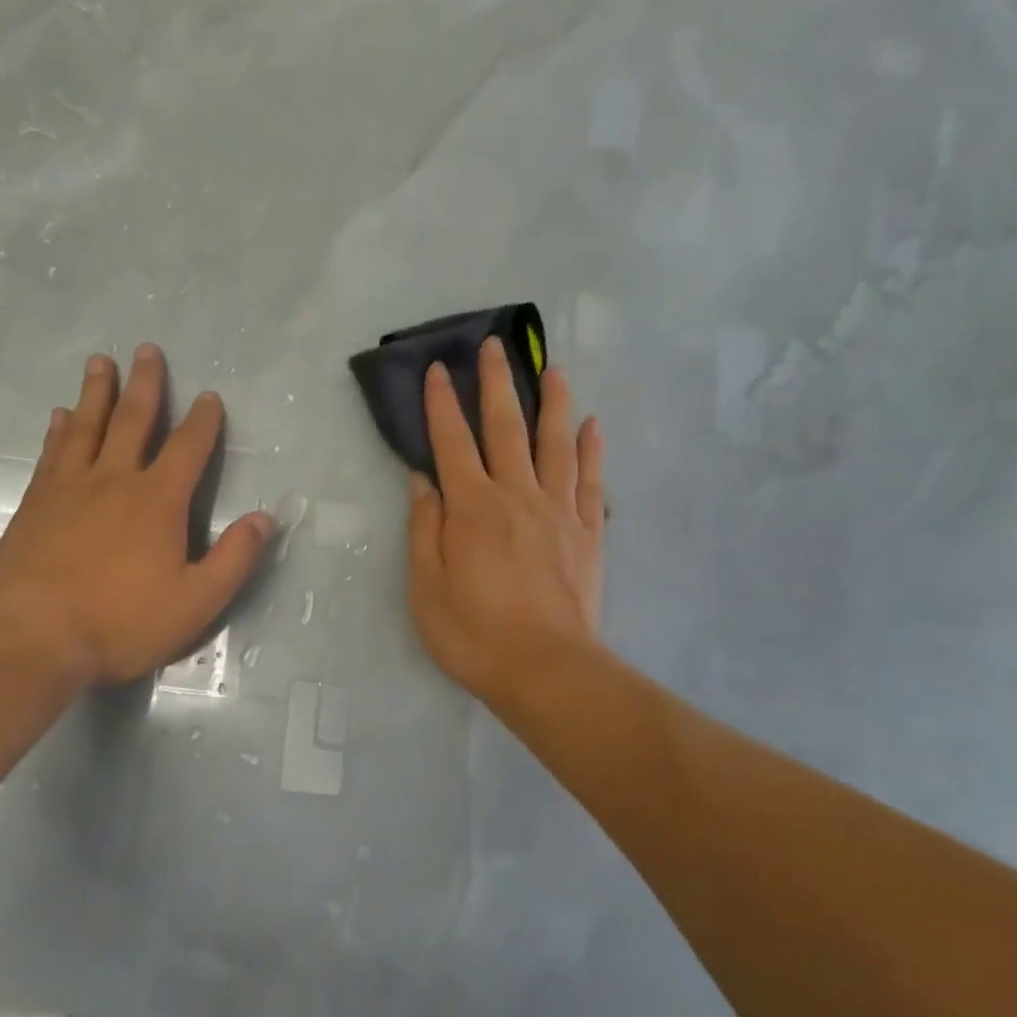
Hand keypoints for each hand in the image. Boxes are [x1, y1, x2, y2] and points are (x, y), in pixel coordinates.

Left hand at [0, 343, 275, 685]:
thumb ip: (234, 558)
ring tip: (101, 362)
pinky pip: (52, 453)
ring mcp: (69, 489)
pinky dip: (59, 430)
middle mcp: (114, 481)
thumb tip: (266, 518)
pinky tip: (59, 416)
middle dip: (146, 384)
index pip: (188, 448)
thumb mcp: (196, 601)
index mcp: (158, 501)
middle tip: (147, 349)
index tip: (209, 396)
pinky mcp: (35, 504)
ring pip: (86, 426)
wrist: (31, 638)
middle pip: (133, 420)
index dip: (203, 421)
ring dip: (96, 392)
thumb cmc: (121, 622)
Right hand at [407, 338, 605, 705]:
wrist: (546, 669)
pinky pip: (591, 481)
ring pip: (556, 443)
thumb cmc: (473, 633)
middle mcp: (517, 495)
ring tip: (554, 369)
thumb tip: (423, 480)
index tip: (437, 369)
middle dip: (497, 383)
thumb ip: (424, 528)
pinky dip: (592, 450)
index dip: (441, 403)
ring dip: (553, 402)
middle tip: (495, 346)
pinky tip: (594, 426)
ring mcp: (558, 511)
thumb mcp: (426, 587)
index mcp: (472, 507)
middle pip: (506, 427)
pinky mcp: (588, 533)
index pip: (452, 441)